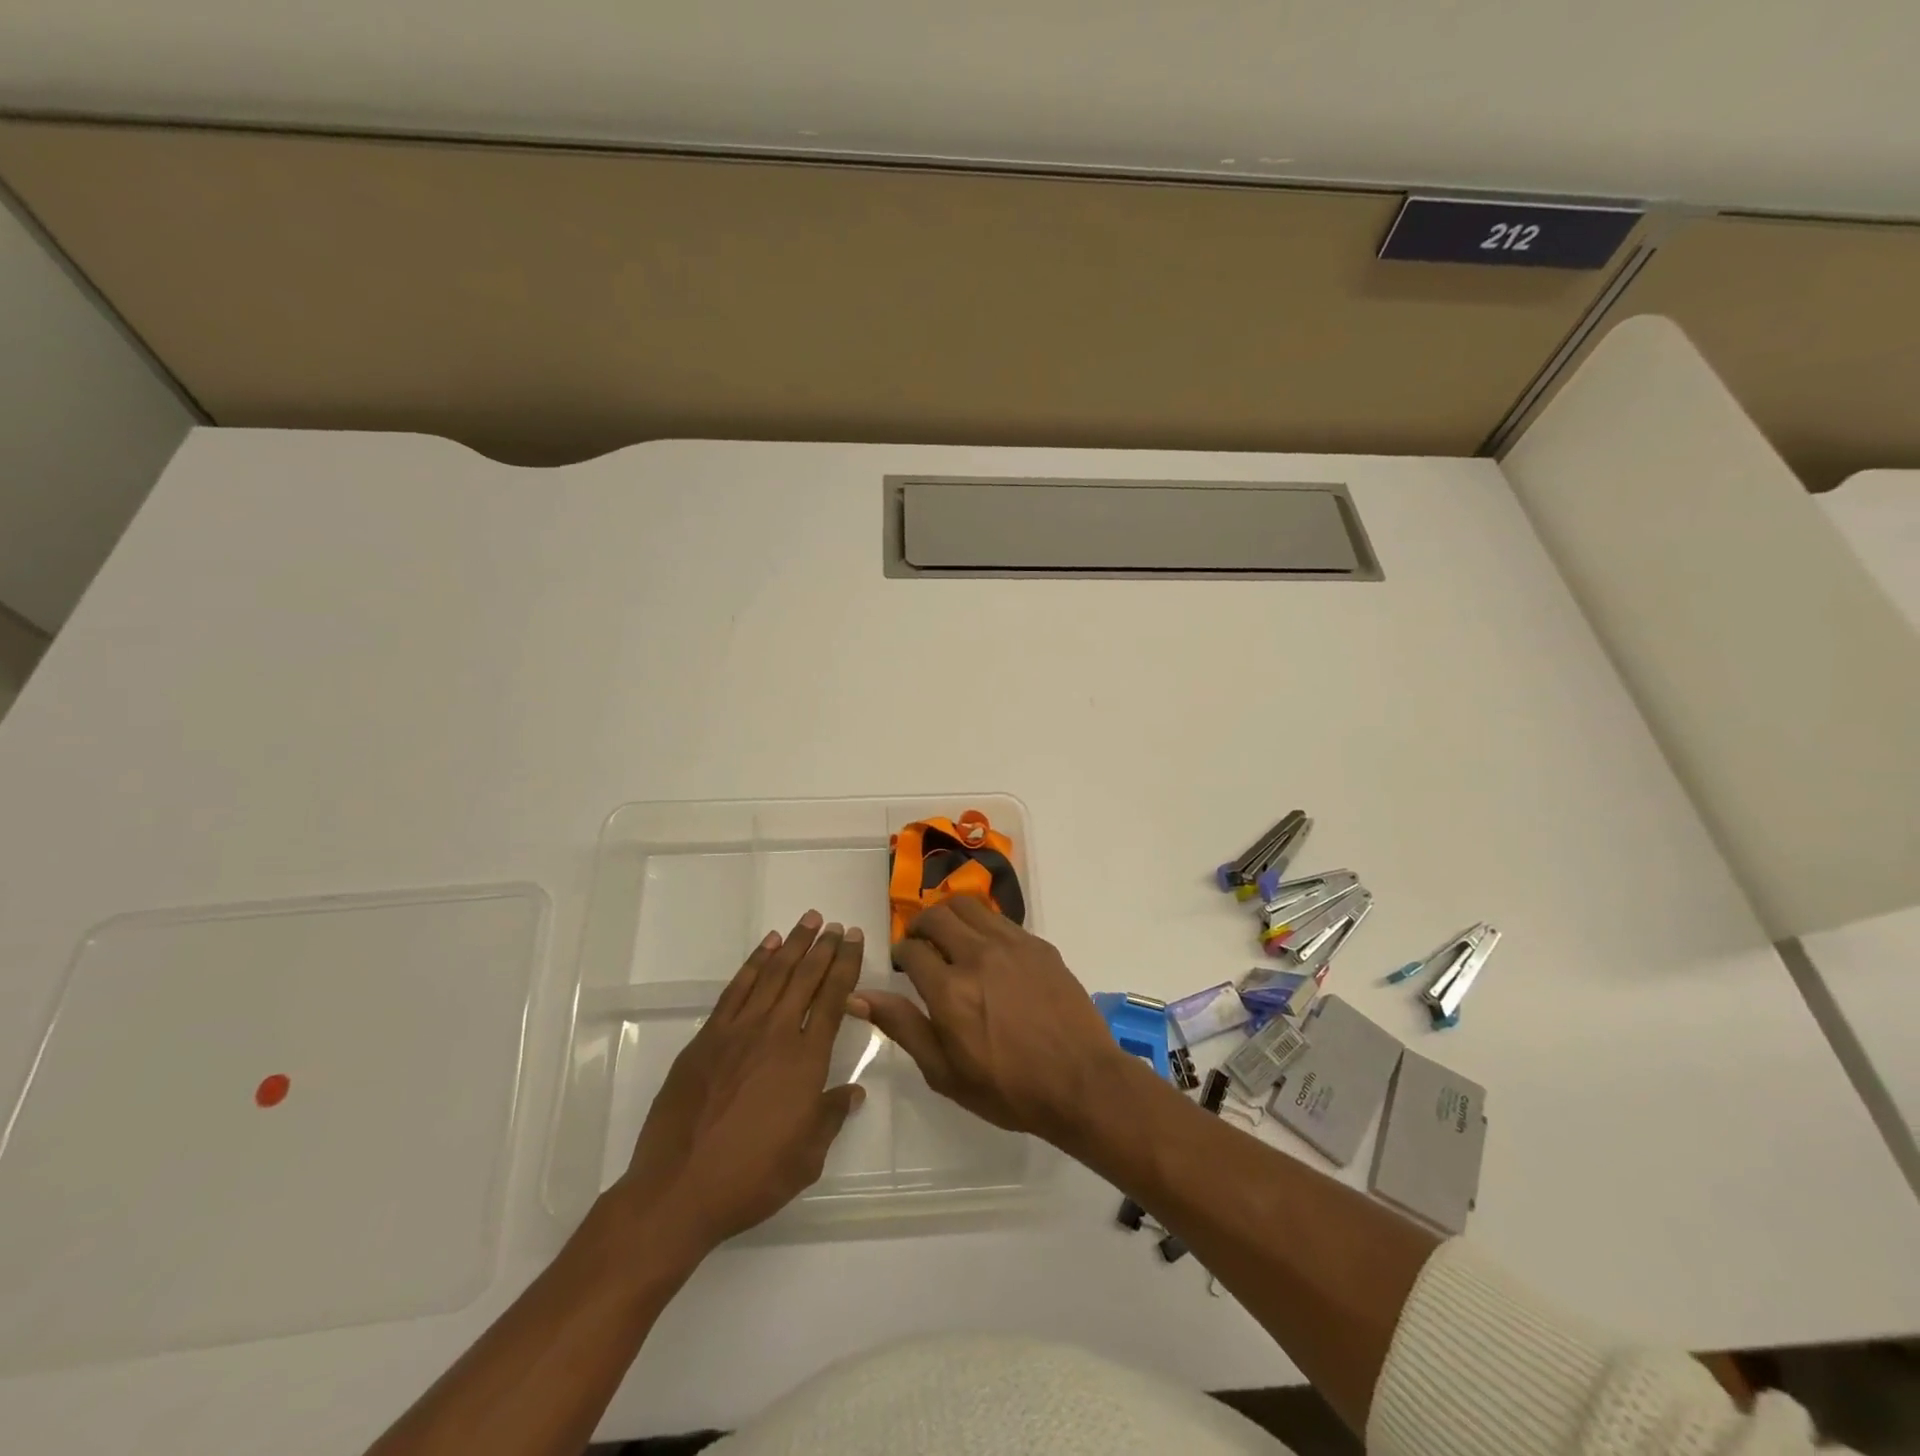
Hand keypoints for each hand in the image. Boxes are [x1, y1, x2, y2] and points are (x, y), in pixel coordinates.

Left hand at [617, 911, 866, 1254]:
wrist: (677, 1189)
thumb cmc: (750, 1178)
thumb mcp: (807, 1157)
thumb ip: (831, 1117)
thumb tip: (853, 1091)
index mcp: (806, 1060)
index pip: (833, 998)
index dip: (847, 965)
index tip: (856, 939)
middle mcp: (775, 1033)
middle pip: (805, 978)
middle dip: (825, 948)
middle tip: (838, 925)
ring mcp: (737, 1031)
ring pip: (772, 974)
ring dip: (793, 945)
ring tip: (809, 921)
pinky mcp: (706, 1038)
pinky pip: (736, 989)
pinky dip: (754, 963)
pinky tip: (766, 948)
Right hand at [851, 897, 1131, 1141]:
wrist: (1081, 1083)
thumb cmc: (1008, 1088)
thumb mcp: (944, 1072)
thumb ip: (902, 1026)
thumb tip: (858, 996)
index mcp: (949, 990)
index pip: (911, 950)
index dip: (900, 954)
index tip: (903, 965)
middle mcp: (977, 956)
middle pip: (937, 916)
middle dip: (921, 926)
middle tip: (922, 945)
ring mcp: (1012, 945)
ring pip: (969, 906)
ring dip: (951, 916)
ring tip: (951, 937)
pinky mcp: (1039, 945)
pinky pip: (1001, 919)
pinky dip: (983, 925)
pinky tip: (988, 949)